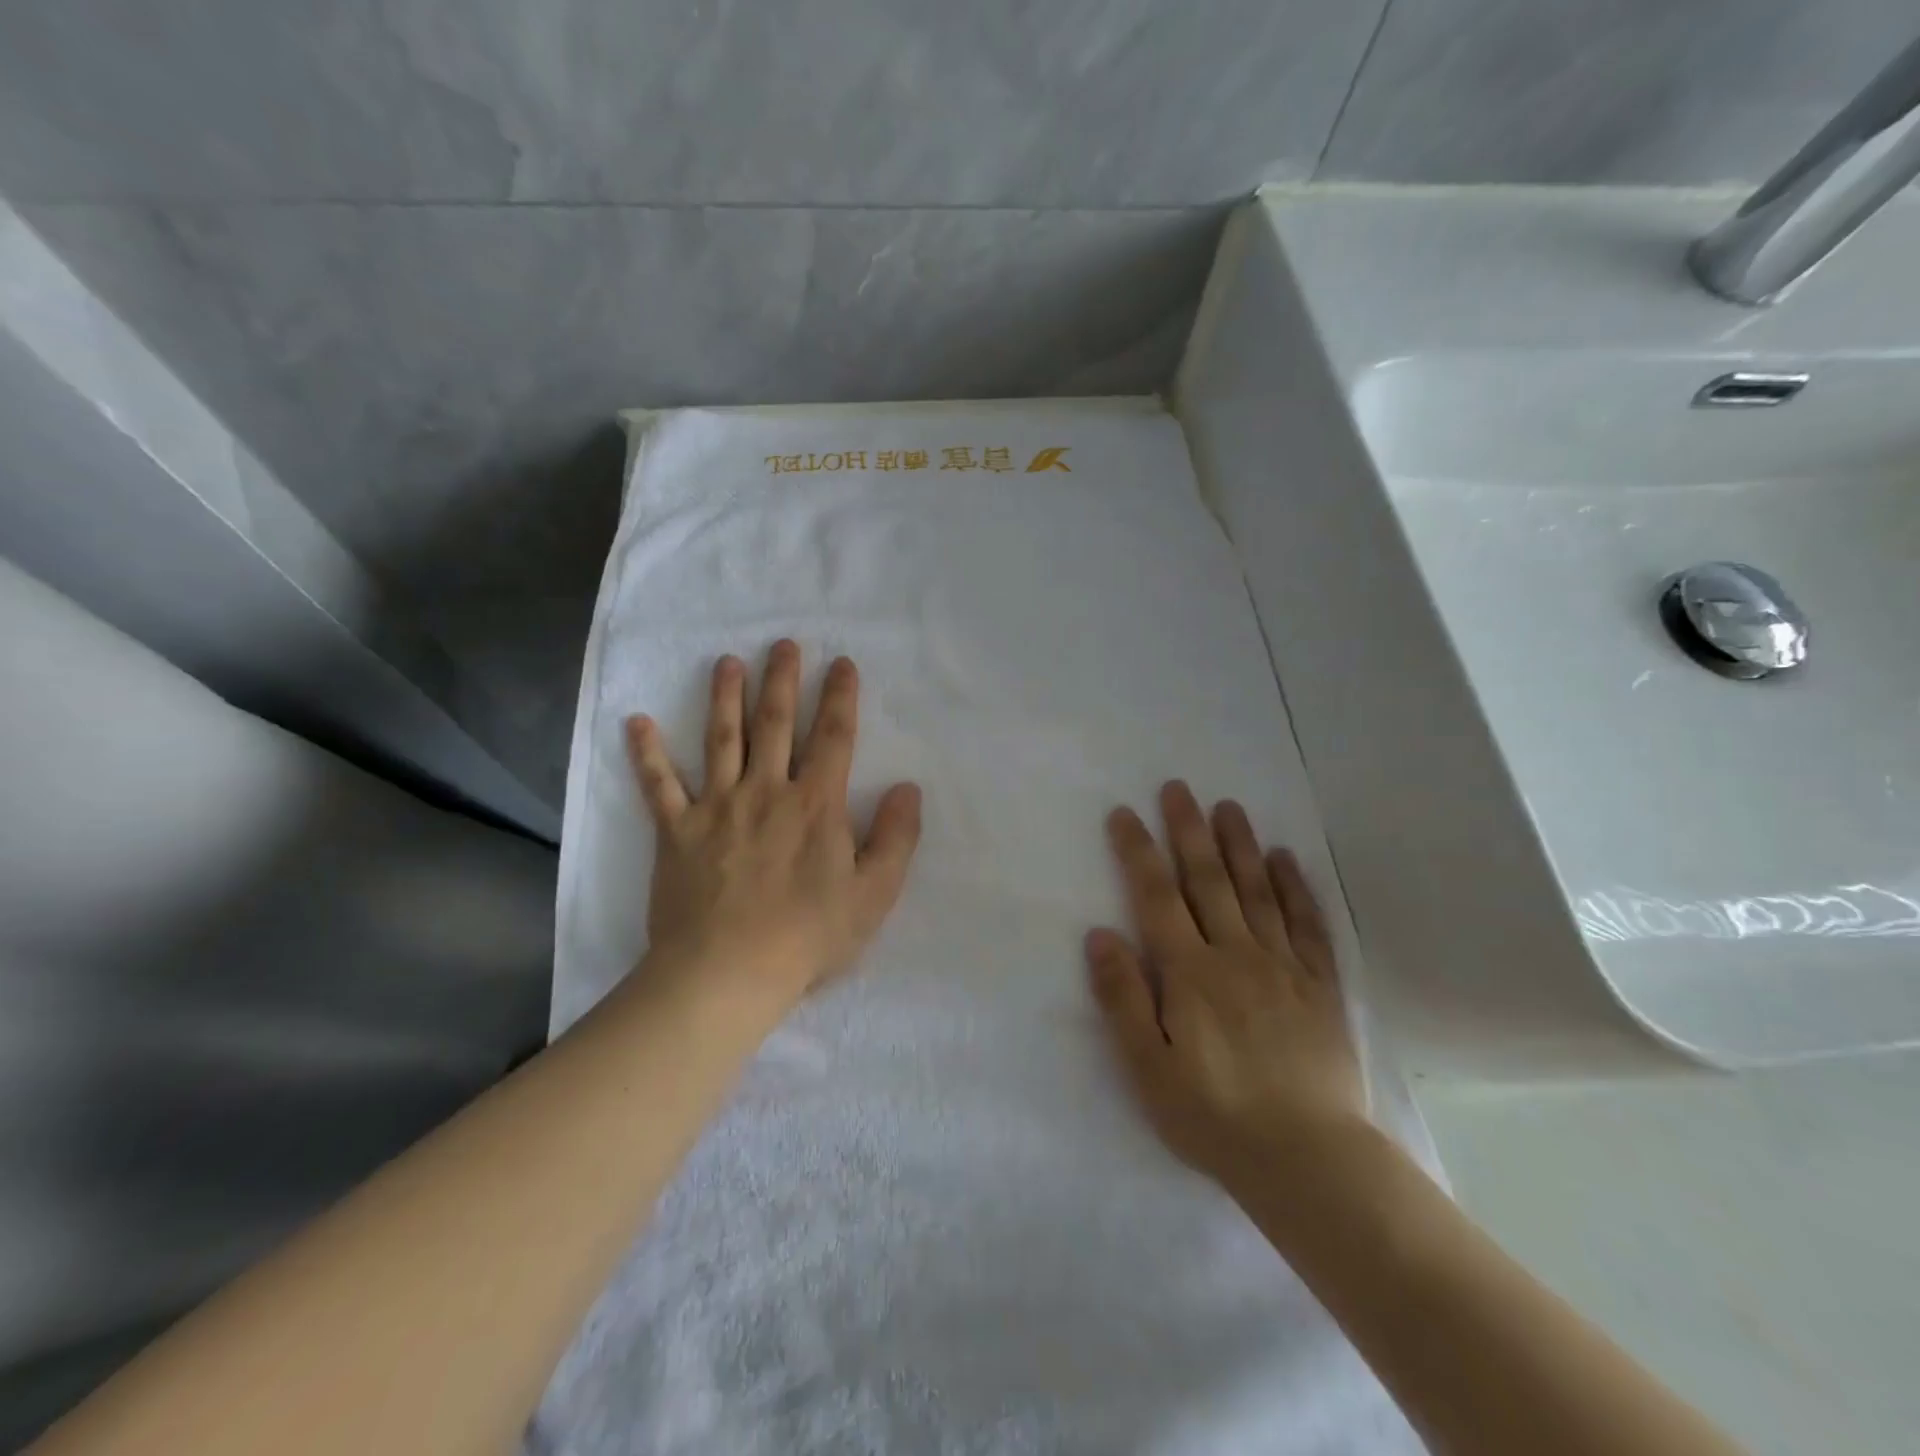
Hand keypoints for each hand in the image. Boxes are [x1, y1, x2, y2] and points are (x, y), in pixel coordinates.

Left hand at [625, 640, 921, 1015]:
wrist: (726, 973)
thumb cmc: (807, 936)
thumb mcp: (873, 894)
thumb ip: (895, 838)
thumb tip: (908, 789)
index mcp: (815, 804)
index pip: (833, 737)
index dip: (840, 697)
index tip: (841, 663)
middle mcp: (766, 791)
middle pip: (775, 725)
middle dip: (782, 681)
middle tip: (783, 643)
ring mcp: (717, 807)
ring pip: (721, 740)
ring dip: (724, 697)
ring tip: (726, 663)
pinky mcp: (676, 832)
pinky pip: (659, 786)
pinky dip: (647, 754)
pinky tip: (637, 722)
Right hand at [1086, 782, 1367, 1190]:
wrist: (1307, 1160)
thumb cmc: (1214, 1116)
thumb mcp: (1147, 1067)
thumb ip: (1122, 998)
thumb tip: (1100, 934)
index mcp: (1189, 973)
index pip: (1156, 896)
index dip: (1138, 851)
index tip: (1125, 813)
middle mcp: (1235, 954)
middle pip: (1208, 880)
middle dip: (1189, 831)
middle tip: (1179, 788)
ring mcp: (1283, 966)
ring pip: (1257, 891)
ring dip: (1240, 845)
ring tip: (1228, 806)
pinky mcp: (1321, 986)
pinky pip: (1307, 924)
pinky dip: (1294, 887)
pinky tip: (1285, 859)